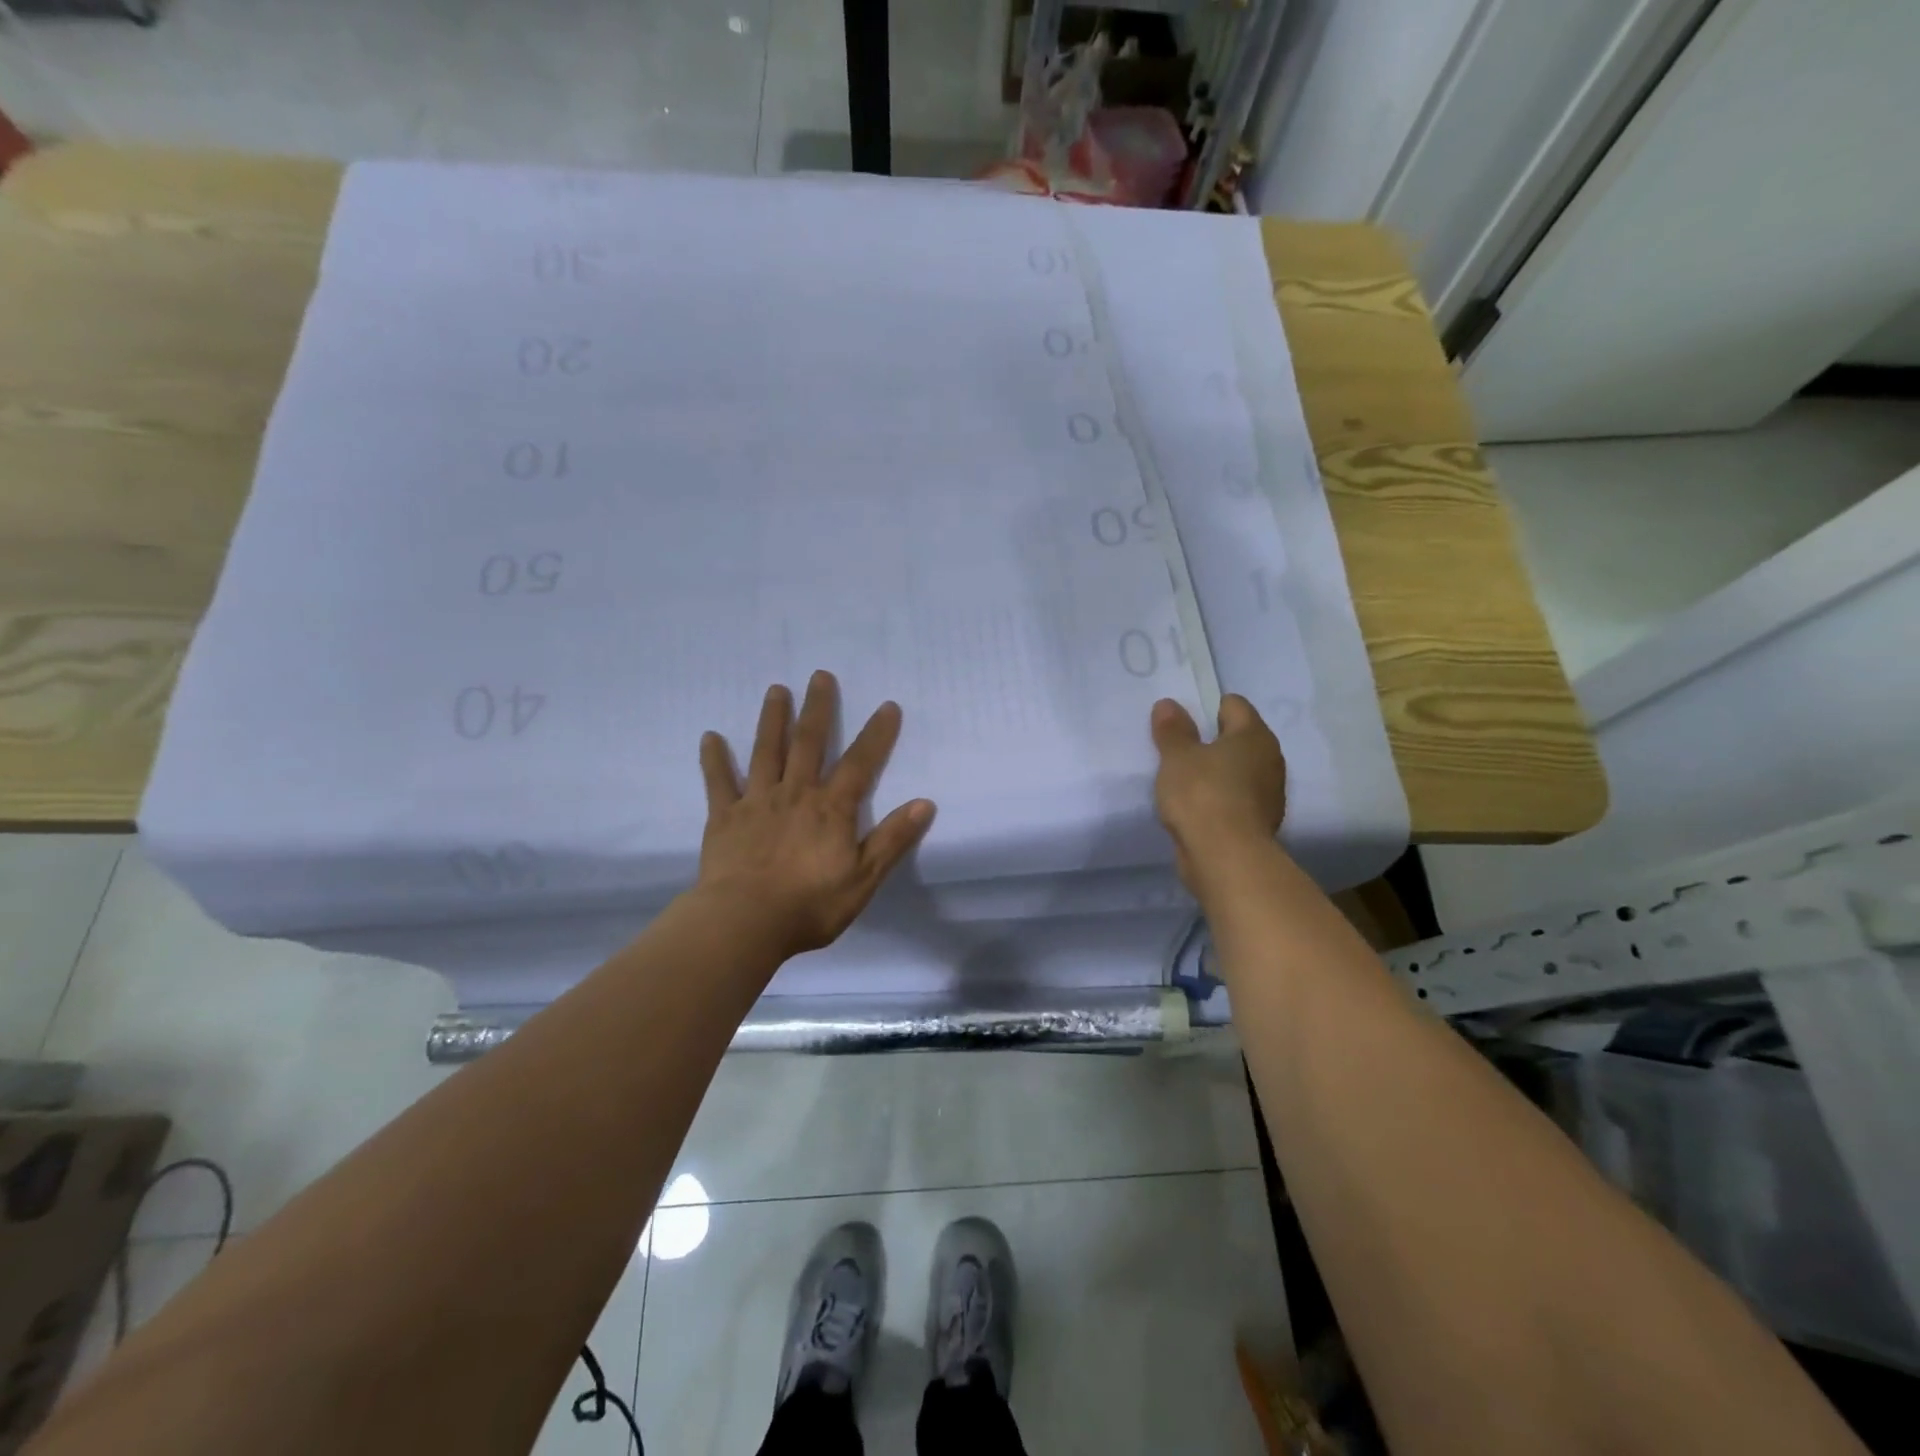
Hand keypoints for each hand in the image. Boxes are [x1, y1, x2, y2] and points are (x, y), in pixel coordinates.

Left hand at [696, 670, 935, 957]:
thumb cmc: (810, 904)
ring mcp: (757, 802)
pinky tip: (710, 737)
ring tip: (776, 690)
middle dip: (818, 708)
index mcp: (831, 809)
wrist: (745, 922)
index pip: (860, 763)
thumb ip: (892, 839)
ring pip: (766, 752)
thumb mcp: (863, 878)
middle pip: (808, 744)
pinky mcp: (725, 818)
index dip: (876, 734)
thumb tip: (925, 803)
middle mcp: (795, 794)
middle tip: (820, 675)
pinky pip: (719, 782)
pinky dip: (715, 759)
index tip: (888, 705)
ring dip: (772, 719)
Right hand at [1150, 695, 1286, 892]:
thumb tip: (1168, 704)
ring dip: (1217, 773)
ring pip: (1238, 771)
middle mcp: (1270, 759)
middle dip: (1211, 742)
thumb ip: (1172, 730)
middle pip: (1238, 739)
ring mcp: (1269, 793)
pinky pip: (1236, 799)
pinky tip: (1196, 809)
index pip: (1234, 705)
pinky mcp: (1260, 822)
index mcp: (1254, 735)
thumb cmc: (1202, 795)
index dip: (1206, 708)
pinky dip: (1220, 800)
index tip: (1182, 723)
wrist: (1226, 857)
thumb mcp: (1177, 757)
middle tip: (1179, 751)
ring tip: (1184, 782)